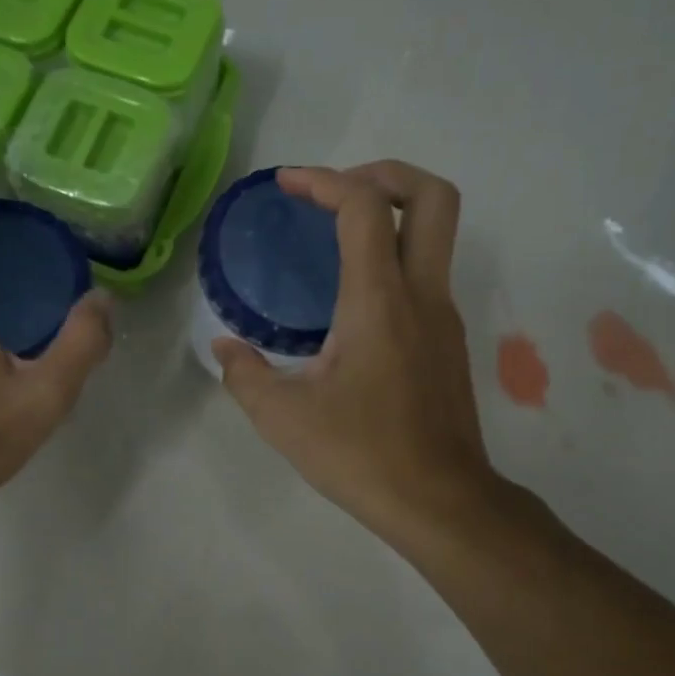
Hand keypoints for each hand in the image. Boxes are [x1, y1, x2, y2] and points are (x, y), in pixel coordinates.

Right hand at [212, 162, 498, 543]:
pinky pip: (427, 274)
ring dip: (392, 215)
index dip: (324, 181)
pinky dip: (395, 258)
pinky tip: (352, 300)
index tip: (287, 185)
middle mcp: (422, 294)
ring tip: (336, 238)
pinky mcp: (448, 342)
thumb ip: (245, 375)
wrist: (440, 501)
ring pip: (437, 234)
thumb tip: (226, 349)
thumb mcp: (283, 419)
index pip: (364, 207)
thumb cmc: (361, 455)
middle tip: (337, 192)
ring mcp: (443, 317)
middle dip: (386, 174)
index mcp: (379, 301)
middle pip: (433, 196)